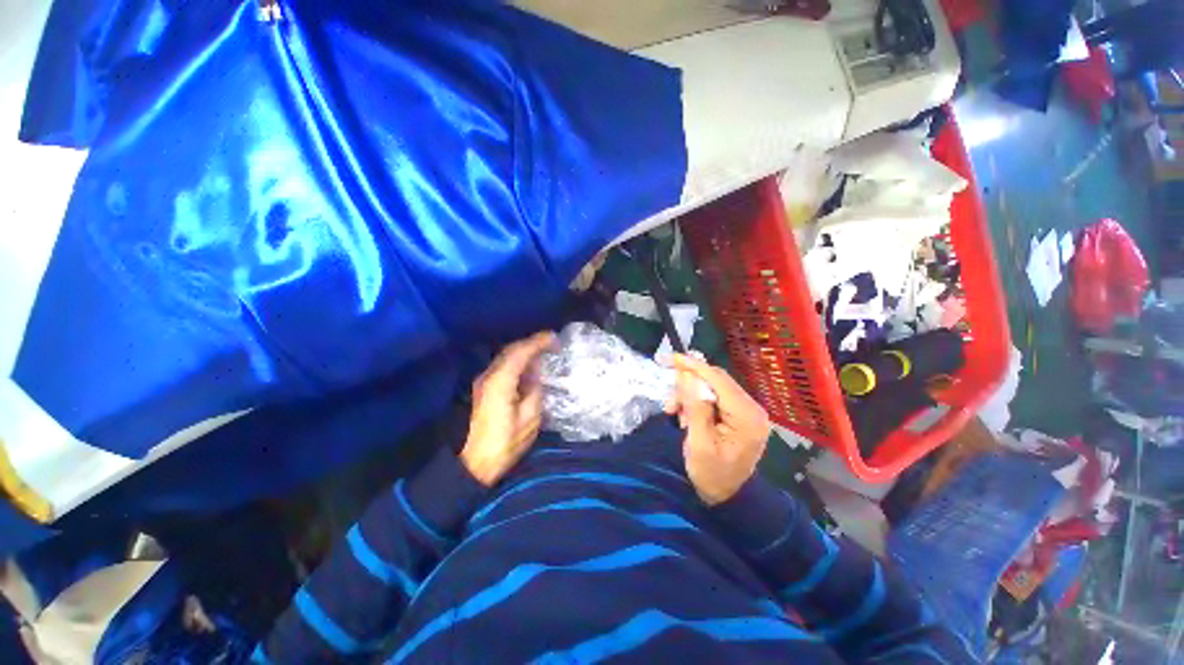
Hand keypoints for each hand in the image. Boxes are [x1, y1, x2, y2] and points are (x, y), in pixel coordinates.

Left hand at [460, 332, 556, 486]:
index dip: (539, 342)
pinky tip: (528, 370)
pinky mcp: (483, 390)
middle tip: (552, 345)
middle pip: (511, 351)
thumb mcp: (528, 421)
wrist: (470, 465)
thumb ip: (535, 392)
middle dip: (532, 344)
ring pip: (506, 358)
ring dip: (525, 353)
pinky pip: (503, 367)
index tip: (555, 339)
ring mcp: (483, 382)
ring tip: (543, 355)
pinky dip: (518, 363)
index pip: (521, 352)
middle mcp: (489, 376)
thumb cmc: (502, 445)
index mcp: (501, 382)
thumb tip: (536, 377)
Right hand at [667, 354, 771, 505]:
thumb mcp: (699, 444)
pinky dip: (696, 401)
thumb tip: (688, 376)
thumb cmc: (712, 475)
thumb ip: (695, 408)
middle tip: (670, 402)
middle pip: (715, 380)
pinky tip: (685, 416)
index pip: (718, 379)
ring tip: (675, 414)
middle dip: (688, 385)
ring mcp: (746, 410)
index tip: (671, 358)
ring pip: (712, 386)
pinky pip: (713, 396)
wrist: (726, 497)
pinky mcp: (738, 413)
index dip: (693, 366)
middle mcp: (751, 408)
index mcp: (747, 417)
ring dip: (689, 395)